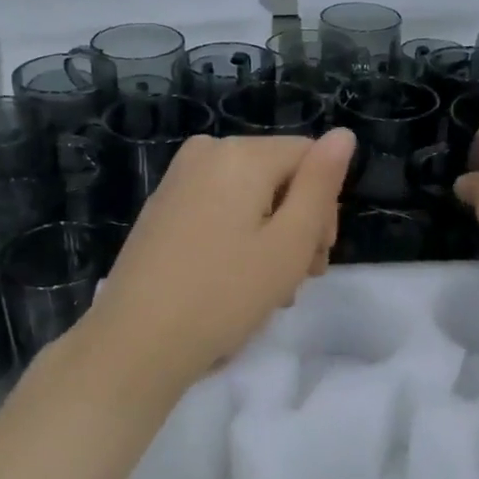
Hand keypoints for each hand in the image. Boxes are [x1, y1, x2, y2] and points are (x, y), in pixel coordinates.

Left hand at [85, 129, 355, 395]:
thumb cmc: (224, 295)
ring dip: (271, 238)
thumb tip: (343, 134)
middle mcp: (207, 152)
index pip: (310, 157)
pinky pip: (220, 208)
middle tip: (297, 281)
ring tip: (269, 291)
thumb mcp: (290, 242)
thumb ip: (321, 184)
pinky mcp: (163, 207)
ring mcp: (179, 179)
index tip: (316, 258)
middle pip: (280, 175)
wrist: (135, 343)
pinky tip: (236, 281)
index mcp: (241, 153)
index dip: (325, 206)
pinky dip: (238, 238)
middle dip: (298, 224)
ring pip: (251, 196)